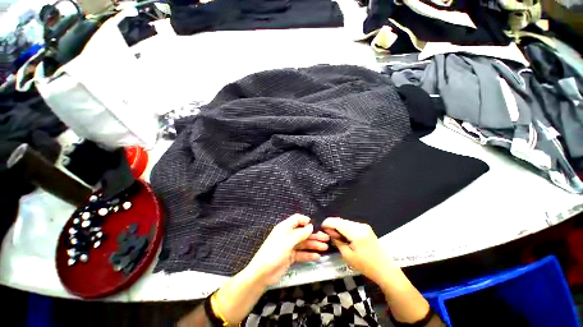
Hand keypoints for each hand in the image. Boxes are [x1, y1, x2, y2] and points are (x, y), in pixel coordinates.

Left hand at [245, 214, 329, 285]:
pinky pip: (301, 254)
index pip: (296, 219)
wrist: (263, 273)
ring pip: (304, 243)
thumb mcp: (288, 241)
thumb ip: (300, 234)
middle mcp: (288, 235)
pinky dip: (308, 254)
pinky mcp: (290, 257)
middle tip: (326, 238)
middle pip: (303, 232)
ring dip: (314, 245)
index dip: (305, 221)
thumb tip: (311, 226)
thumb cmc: (274, 252)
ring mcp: (289, 246)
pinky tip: (317, 256)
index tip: (316, 224)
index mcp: (285, 227)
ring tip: (325, 247)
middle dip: (314, 235)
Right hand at [322, 217, 395, 284]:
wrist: (385, 270)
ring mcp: (364, 226)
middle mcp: (360, 225)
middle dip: (332, 225)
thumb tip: (329, 231)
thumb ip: (337, 241)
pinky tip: (343, 235)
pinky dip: (344, 228)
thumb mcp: (347, 255)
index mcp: (356, 232)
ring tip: (335, 236)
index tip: (321, 227)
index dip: (328, 223)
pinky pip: (351, 225)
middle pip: (341, 221)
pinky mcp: (366, 228)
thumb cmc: (366, 266)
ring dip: (338, 226)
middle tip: (327, 233)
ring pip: (345, 222)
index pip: (337, 222)